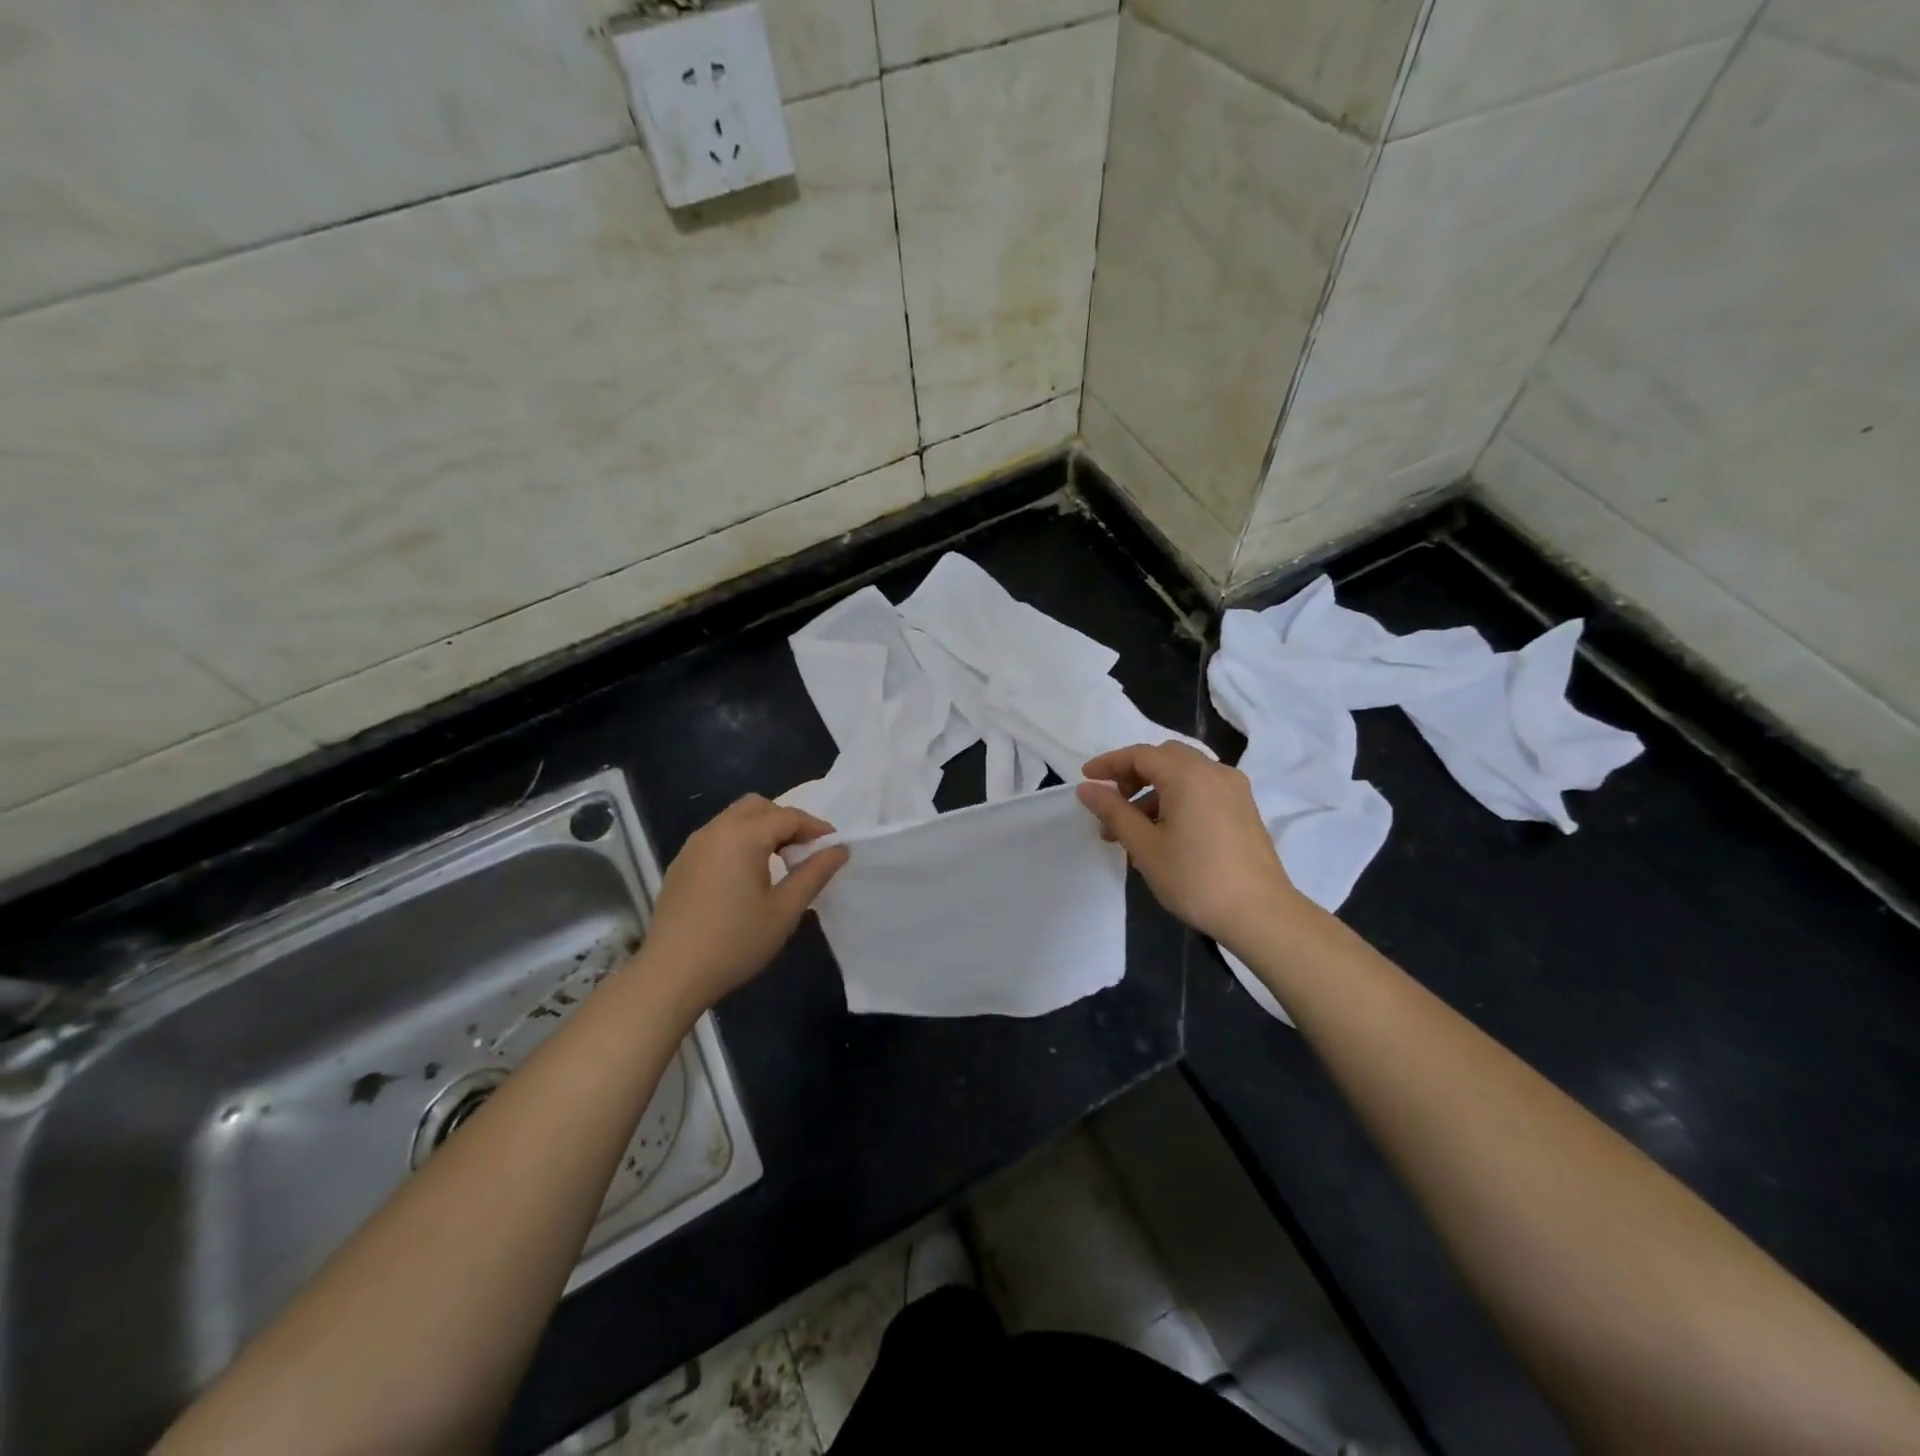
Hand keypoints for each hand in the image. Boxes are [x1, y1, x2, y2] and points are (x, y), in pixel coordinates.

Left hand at [638, 796, 848, 1015]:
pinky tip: (746, 876)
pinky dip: (739, 842)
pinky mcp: (681, 864)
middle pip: (758, 807)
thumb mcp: (785, 910)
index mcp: (743, 836)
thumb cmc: (735, 941)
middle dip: (786, 822)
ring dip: (761, 830)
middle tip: (803, 852)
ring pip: (734, 819)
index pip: (788, 816)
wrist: (671, 974)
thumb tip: (839, 849)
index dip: (816, 828)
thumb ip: (814, 873)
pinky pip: (717, 837)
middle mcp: (715, 830)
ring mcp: (693, 846)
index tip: (834, 848)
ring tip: (779, 863)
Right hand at [1078, 742, 1307, 951]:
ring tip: (1132, 832)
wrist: (1260, 913)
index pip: (1140, 755)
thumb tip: (1087, 788)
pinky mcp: (1244, 809)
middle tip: (1112, 803)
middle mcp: (1214, 772)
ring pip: (1184, 776)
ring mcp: (1234, 790)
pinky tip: (1164, 836)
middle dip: (1133, 776)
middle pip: (1164, 758)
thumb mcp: (1144, 846)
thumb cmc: (1195, 878)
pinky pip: (1202, 791)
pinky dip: (1177, 800)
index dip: (1109, 764)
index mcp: (1189, 774)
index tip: (1086, 780)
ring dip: (1154, 792)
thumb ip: (1113, 811)